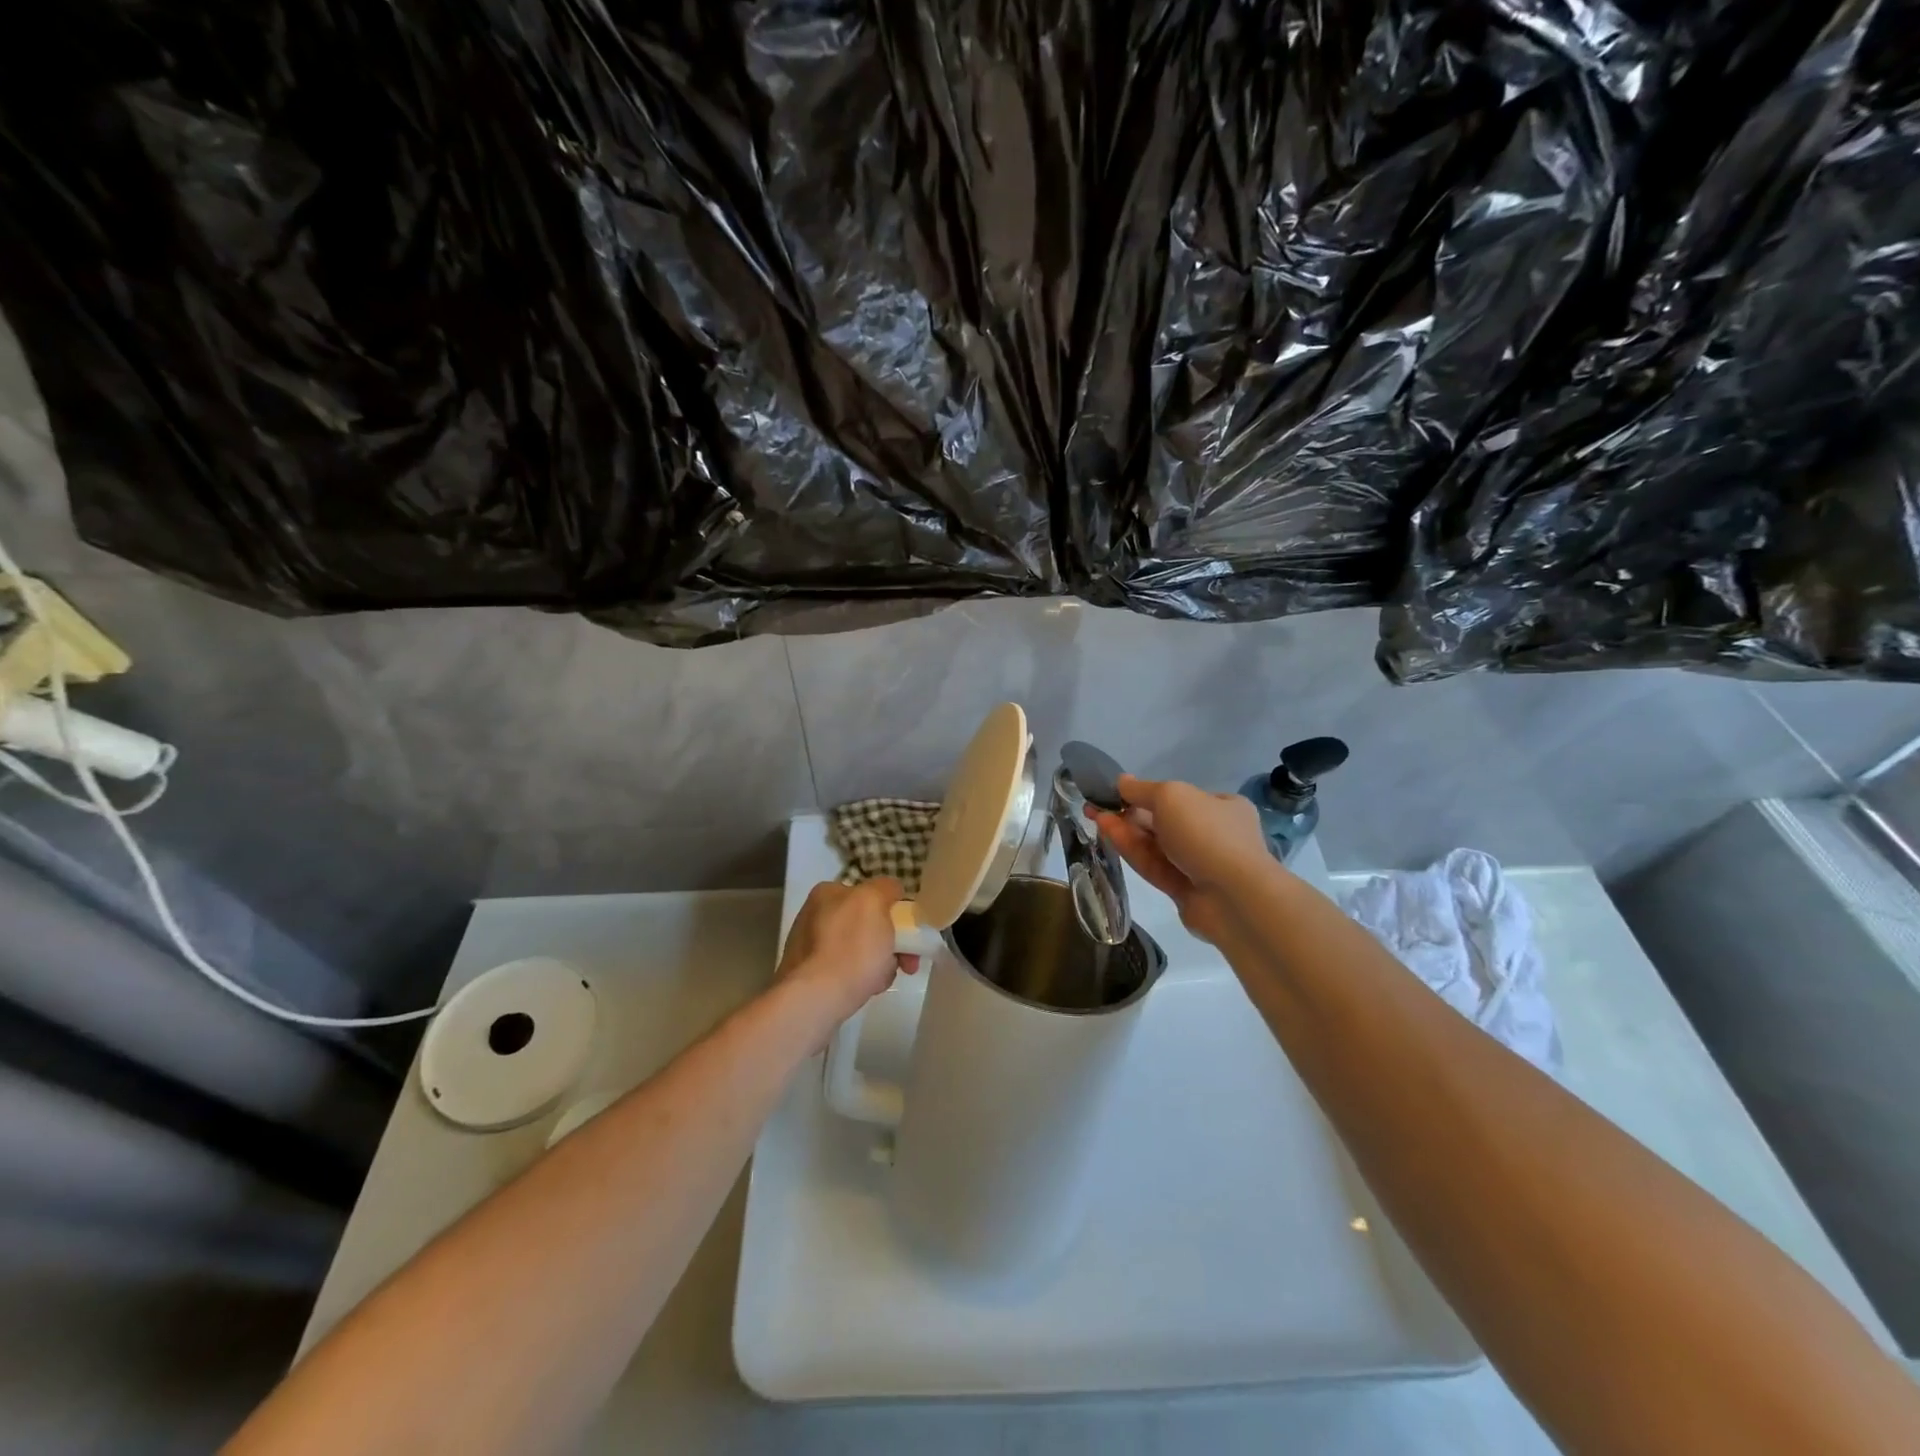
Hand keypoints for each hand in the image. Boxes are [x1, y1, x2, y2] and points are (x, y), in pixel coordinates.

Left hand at [776, 878, 916, 1024]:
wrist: (817, 999)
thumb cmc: (850, 947)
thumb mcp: (875, 902)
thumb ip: (886, 888)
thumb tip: (891, 890)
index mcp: (827, 893)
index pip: (868, 893)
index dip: (892, 910)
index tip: (908, 931)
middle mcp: (814, 916)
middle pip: (867, 924)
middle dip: (890, 941)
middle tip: (907, 962)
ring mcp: (810, 948)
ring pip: (860, 949)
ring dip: (880, 962)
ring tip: (884, 980)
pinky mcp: (810, 977)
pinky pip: (848, 971)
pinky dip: (862, 978)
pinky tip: (868, 989)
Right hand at [1088, 775, 1269, 943]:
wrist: (1233, 897)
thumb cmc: (1207, 834)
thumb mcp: (1171, 796)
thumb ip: (1142, 789)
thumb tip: (1121, 781)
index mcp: (1223, 807)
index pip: (1180, 797)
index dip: (1146, 793)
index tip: (1117, 792)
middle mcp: (1215, 834)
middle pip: (1164, 821)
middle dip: (1130, 814)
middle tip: (1097, 806)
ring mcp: (1200, 866)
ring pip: (1156, 846)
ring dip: (1126, 831)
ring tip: (1095, 817)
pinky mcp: (1186, 891)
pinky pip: (1155, 866)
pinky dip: (1132, 851)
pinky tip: (1109, 836)